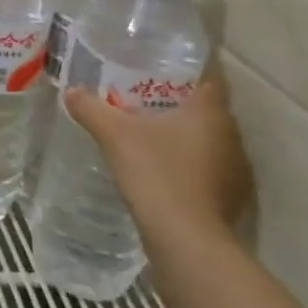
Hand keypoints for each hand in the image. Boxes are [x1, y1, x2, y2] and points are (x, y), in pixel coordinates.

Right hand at [62, 60, 253, 252]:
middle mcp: (232, 135)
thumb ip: (91, 108)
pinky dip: (189, 166)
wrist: (185, 240)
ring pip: (209, 141)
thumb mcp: (114, 135)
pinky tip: (162, 171)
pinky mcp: (231, 199)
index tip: (159, 67)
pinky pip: (208, 170)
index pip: (208, 77)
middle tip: (143, 99)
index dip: (186, 69)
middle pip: (206, 109)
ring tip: (149, 135)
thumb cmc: (156, 172)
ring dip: (185, 138)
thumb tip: (71, 91)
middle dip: (178, 104)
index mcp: (210, 111)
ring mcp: (236, 170)